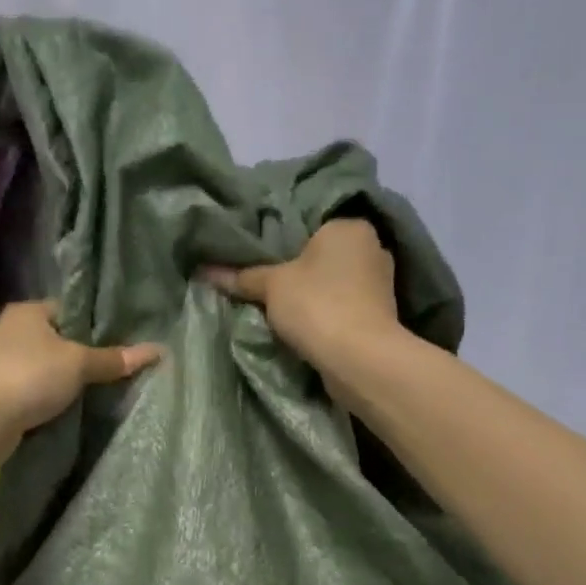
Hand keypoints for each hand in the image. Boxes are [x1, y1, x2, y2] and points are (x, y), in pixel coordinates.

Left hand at [0, 302, 161, 482]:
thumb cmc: (30, 376)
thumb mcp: (78, 363)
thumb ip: (114, 359)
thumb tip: (158, 350)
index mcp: (29, 311)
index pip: (70, 309)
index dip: (97, 323)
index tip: (124, 338)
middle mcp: (13, 331)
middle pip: (60, 340)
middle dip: (86, 354)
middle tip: (121, 366)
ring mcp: (5, 363)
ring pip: (49, 368)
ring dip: (69, 380)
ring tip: (105, 388)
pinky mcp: (3, 394)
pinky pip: (38, 391)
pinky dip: (54, 399)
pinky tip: (77, 407)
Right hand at [202, 220, 400, 372]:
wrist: (359, 358)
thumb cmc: (317, 305)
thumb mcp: (271, 286)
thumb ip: (242, 277)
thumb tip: (204, 271)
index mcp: (349, 227)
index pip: (310, 226)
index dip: (283, 244)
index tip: (260, 261)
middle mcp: (372, 248)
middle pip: (323, 257)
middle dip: (300, 272)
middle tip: (266, 286)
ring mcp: (381, 284)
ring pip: (335, 284)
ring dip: (314, 296)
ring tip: (282, 310)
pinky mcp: (382, 316)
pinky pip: (345, 307)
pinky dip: (327, 315)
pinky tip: (306, 327)